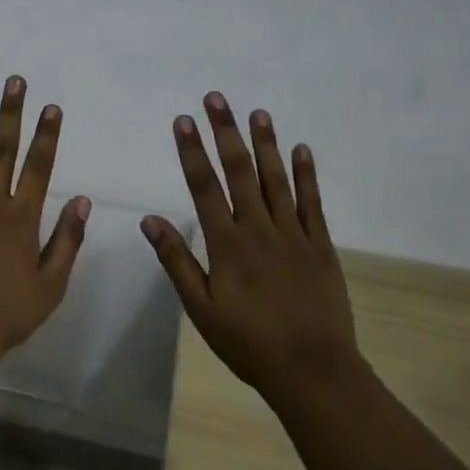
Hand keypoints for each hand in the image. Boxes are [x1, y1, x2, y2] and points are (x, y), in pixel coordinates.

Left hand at [0, 76, 91, 370]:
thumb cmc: (9, 313)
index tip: (51, 106)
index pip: (38, 168)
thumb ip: (67, 239)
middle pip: (2, 152)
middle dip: (10, 114)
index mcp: (21, 219)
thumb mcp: (52, 284)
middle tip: (13, 81)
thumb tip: (82, 199)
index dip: (46, 136)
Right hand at [141, 93, 358, 394]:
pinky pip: (312, 203)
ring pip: (277, 180)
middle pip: (240, 172)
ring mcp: (294, 235)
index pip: (204, 187)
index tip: (183, 120)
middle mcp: (259, 230)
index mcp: (227, 244)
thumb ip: (176, 261)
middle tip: (217, 99)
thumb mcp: (201, 309)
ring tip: (257, 113)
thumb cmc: (248, 342)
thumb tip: (149, 220)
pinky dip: (306, 175)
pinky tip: (301, 150)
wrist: (313, 370)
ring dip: (266, 144)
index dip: (192, 151)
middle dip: (226, 133)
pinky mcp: (321, 246)